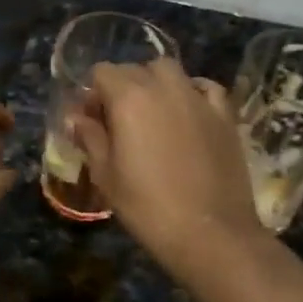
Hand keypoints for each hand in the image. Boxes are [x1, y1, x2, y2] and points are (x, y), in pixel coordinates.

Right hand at [70, 58, 268, 272]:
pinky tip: (189, 112)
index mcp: (129, 98)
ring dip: (155, 83)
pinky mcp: (225, 115)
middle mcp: (164, 87)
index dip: (92, 94)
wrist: (210, 233)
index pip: (102, 72)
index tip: (91, 122)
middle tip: (118, 122)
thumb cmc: (147, 207)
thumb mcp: (106, 175)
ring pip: (170, 71)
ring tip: (152, 114)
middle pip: (135, 68)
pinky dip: (192, 92)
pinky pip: (205, 88)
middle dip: (121, 87)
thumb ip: (90, 138)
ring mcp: (198, 98)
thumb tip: (77, 118)